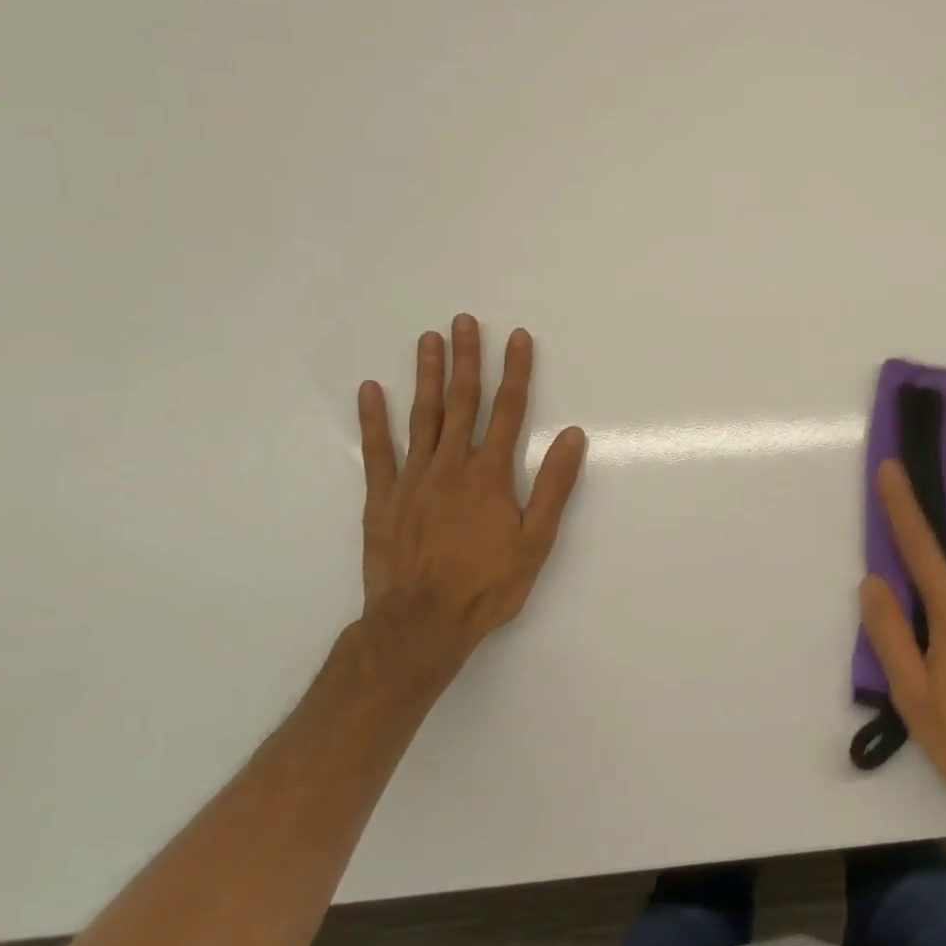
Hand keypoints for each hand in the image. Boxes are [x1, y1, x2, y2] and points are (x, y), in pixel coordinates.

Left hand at [354, 316, 586, 693]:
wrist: (421, 624)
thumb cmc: (487, 584)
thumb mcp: (535, 540)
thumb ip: (554, 485)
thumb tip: (573, 435)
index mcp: (490, 473)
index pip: (509, 410)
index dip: (516, 371)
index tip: (518, 336)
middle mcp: (452, 465)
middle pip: (463, 402)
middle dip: (467, 359)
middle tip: (464, 321)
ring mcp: (413, 478)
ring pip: (423, 416)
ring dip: (427, 375)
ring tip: (429, 340)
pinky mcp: (383, 497)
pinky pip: (378, 450)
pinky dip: (374, 419)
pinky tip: (372, 390)